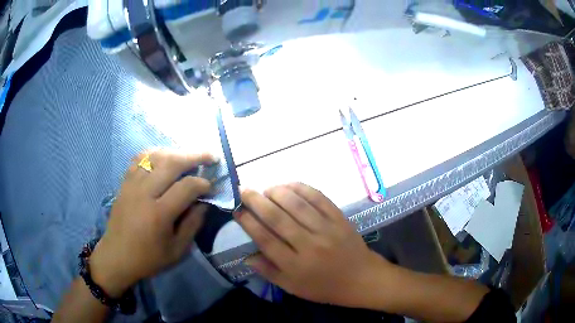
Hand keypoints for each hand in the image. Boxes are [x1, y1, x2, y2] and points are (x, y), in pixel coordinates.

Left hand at [89, 149, 216, 296]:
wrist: (117, 256)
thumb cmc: (148, 258)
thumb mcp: (177, 250)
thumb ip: (193, 224)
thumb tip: (205, 203)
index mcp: (159, 214)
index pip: (186, 187)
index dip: (203, 183)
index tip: (211, 186)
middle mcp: (144, 193)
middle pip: (171, 163)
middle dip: (195, 156)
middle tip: (211, 156)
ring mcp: (132, 184)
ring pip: (156, 156)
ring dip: (176, 152)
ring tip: (189, 156)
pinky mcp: (125, 182)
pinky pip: (140, 158)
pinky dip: (155, 153)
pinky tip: (164, 156)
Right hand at [235, 183, 390, 306]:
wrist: (362, 278)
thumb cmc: (325, 287)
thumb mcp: (294, 288)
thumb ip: (270, 272)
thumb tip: (247, 257)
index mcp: (296, 266)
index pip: (266, 240)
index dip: (248, 223)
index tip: (237, 211)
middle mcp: (309, 245)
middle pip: (277, 218)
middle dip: (256, 201)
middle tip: (244, 189)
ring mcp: (326, 229)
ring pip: (297, 205)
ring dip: (277, 192)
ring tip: (266, 188)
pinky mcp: (339, 218)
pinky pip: (319, 198)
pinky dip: (302, 188)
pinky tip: (290, 185)